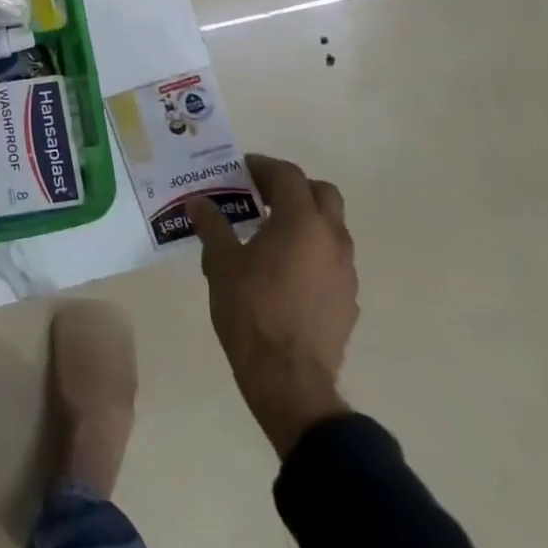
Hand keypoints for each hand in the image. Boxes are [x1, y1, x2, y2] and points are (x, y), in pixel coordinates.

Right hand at [187, 155, 358, 457]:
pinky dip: (312, 253)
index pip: (288, 174)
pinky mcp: (349, 300)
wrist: (290, 380)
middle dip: (293, 188)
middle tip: (262, 196)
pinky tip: (286, 273)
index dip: (263, 166)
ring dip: (305, 220)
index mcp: (300, 221)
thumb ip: (212, 226)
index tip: (240, 171)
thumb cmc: (251, 310)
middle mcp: (331, 238)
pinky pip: (333, 261)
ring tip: (270, 235)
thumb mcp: (220, 263)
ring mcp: (346, 271)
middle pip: (322, 193)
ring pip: (332, 228)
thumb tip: (199, 202)